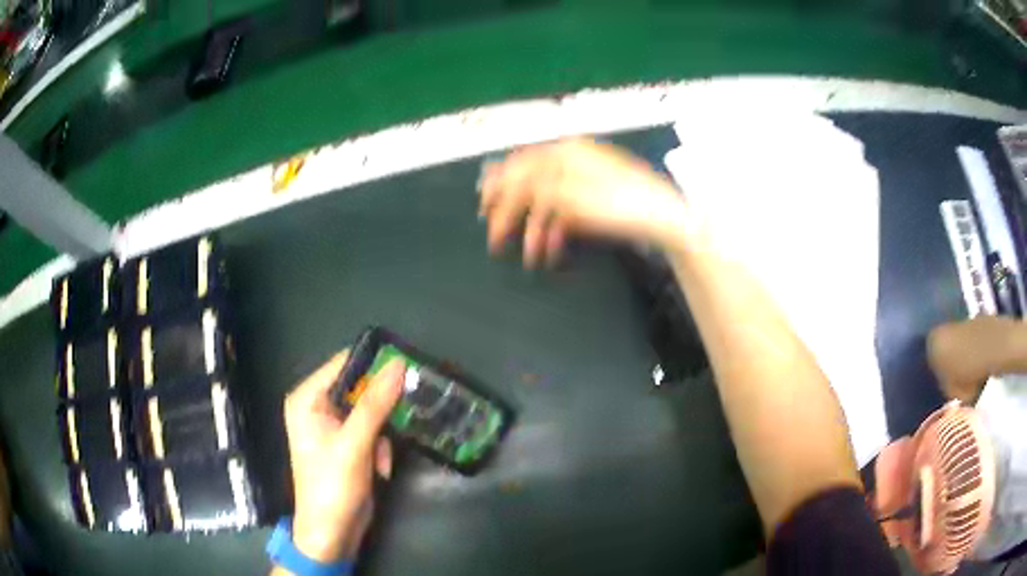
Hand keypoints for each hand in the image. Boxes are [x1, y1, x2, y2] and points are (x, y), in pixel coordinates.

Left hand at [283, 350, 404, 562]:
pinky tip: (378, 469)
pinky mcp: (348, 444)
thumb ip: (375, 404)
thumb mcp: (354, 444)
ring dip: (382, 435)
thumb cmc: (332, 486)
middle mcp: (318, 407)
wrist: (332, 533)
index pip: (343, 365)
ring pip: (371, 411)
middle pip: (359, 388)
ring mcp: (333, 427)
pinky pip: (372, 431)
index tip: (408, 367)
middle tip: (404, 413)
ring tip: (380, 459)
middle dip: (381, 409)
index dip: (374, 364)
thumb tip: (398, 365)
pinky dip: (380, 449)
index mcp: (307, 399)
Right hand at [479, 139, 688, 266]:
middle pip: (531, 185)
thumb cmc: (618, 203)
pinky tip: (551, 251)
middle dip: (512, 213)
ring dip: (535, 230)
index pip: (520, 166)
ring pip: (548, 203)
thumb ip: (529, 186)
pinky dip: (555, 231)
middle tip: (495, 236)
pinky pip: (567, 213)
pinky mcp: (597, 199)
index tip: (481, 208)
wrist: (665, 217)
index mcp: (564, 153)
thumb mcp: (568, 195)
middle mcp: (572, 161)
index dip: (497, 186)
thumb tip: (495, 178)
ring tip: (529, 257)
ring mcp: (585, 181)